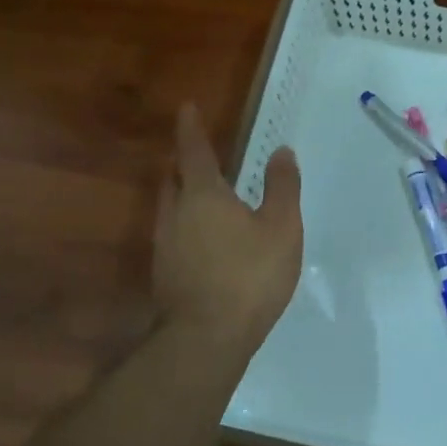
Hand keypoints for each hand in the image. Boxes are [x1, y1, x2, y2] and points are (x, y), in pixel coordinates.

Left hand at [153, 104, 302, 355]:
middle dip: (184, 163)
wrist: (206, 338)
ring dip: (182, 195)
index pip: (194, 151)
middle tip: (198, 155)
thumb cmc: (250, 276)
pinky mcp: (164, 273)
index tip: (186, 107)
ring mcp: (164, 245)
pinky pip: (173, 234)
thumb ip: (282, 187)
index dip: (191, 128)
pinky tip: (204, 242)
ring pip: (169, 207)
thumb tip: (282, 151)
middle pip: (173, 178)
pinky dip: (185, 225)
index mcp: (203, 195)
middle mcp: (175, 213)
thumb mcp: (282, 228)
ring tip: (204, 197)